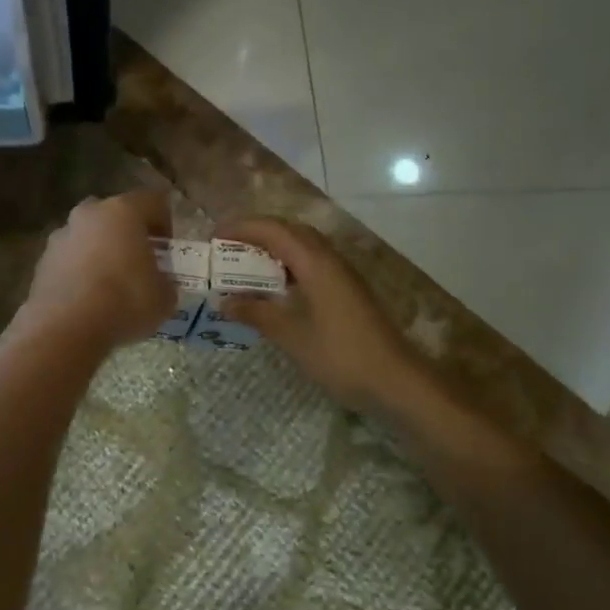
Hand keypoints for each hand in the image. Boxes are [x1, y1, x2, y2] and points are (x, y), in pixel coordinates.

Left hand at [18, 190, 175, 349]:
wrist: (65, 328)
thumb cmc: (124, 302)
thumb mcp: (164, 298)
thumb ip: (165, 282)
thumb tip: (159, 284)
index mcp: (123, 211)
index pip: (153, 200)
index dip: (165, 221)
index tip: (167, 248)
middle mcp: (89, 214)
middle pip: (114, 214)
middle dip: (128, 233)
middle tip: (139, 262)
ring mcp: (60, 236)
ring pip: (87, 236)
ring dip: (100, 252)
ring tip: (111, 284)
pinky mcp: (42, 262)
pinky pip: (68, 259)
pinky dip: (79, 272)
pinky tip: (88, 298)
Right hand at [213, 217, 430, 414]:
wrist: (396, 381)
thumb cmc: (341, 356)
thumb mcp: (291, 336)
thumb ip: (257, 313)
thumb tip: (224, 301)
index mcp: (315, 263)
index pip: (273, 230)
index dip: (241, 228)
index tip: (213, 238)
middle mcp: (330, 260)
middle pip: (290, 231)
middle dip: (256, 234)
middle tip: (227, 249)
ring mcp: (342, 275)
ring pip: (303, 247)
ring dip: (273, 250)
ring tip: (244, 267)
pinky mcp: (348, 291)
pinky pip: (312, 264)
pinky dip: (288, 267)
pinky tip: (275, 290)